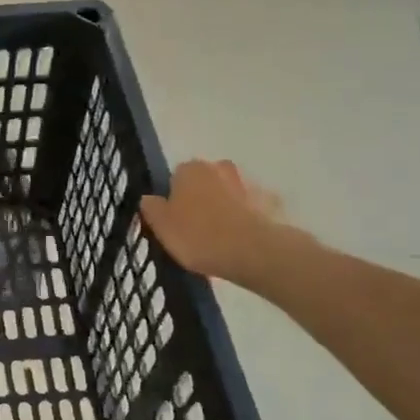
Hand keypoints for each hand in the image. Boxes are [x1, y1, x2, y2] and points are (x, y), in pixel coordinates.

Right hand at [139, 159, 301, 284]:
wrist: (253, 252)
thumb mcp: (160, 226)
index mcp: (189, 169)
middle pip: (204, 182)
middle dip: (201, 198)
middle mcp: (219, 168)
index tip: (174, 220)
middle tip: (196, 227)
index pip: (175, 177)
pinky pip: (250, 209)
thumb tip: (149, 198)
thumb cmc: (198, 235)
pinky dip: (245, 219)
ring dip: (224, 207)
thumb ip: (151, 208)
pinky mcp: (270, 203)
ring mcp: (247, 184)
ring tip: (220, 238)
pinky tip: (241, 241)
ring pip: (228, 194)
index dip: (173, 199)